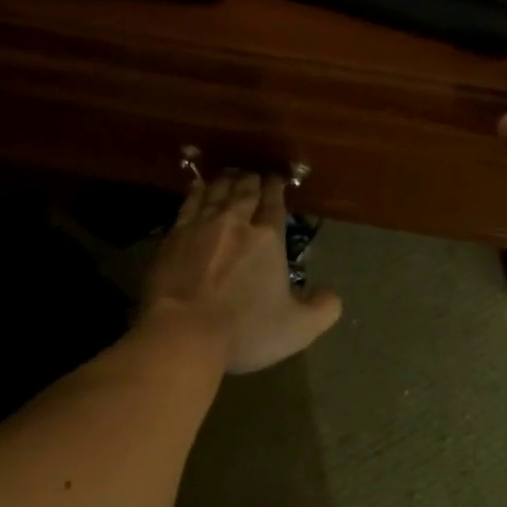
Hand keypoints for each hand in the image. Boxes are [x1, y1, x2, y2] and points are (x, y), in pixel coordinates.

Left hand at [141, 172, 342, 373]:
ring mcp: (201, 226)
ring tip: (232, 174)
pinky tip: (199, 187)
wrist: (182, 332)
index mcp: (268, 238)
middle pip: (245, 191)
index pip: (274, 203)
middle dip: (252, 180)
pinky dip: (197, 192)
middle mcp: (235, 222)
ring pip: (217, 192)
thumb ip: (322, 309)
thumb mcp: (298, 328)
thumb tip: (332, 294)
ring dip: (227, 180)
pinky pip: (189, 204)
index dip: (277, 187)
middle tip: (255, 174)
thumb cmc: (244, 330)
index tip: (277, 178)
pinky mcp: (173, 236)